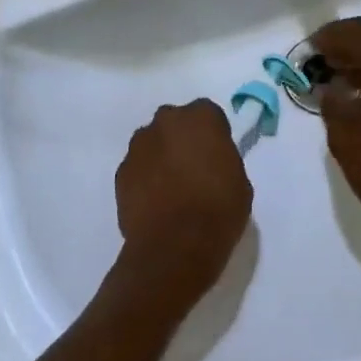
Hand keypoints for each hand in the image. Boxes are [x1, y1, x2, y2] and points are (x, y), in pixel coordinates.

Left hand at [115, 100, 253, 312]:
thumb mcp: (239, 181)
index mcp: (201, 117)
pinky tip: (155, 203)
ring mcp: (139, 146)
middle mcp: (166, 121)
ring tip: (171, 190)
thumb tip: (210, 164)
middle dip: (182, 140)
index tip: (217, 156)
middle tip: (193, 170)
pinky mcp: (121, 172)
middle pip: (175, 123)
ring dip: (161, 157)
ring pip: (153, 144)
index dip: (213, 135)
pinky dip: (145, 179)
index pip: (208, 114)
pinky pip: (137, 168)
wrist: (175, 246)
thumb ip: (223, 160)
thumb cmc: (218, 210)